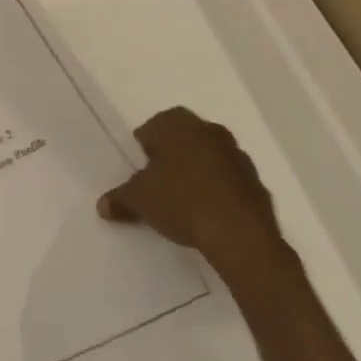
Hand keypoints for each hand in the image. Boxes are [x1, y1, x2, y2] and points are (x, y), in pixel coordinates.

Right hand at [97, 107, 292, 288]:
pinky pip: (229, 180)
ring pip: (208, 157)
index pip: (151, 129)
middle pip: (182, 139)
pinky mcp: (257, 182)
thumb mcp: (139, 201)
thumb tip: (102, 206)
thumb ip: (119, 199)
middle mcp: (208, 130)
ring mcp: (237, 155)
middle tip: (160, 184)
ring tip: (186, 201)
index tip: (141, 174)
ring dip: (198, 172)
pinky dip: (220, 191)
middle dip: (172, 157)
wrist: (241, 237)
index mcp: (176, 124)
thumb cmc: (181, 202)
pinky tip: (211, 214)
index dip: (143, 151)